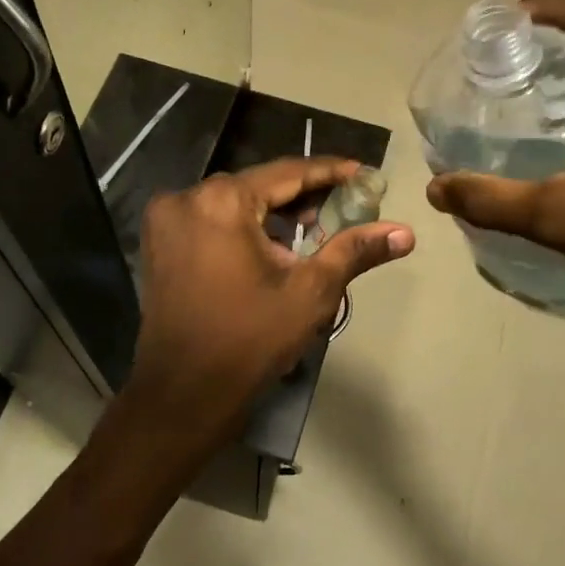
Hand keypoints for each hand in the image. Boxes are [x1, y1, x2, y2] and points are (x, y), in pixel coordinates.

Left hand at [130, 157, 414, 428]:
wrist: (184, 393)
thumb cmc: (250, 340)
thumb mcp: (310, 293)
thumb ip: (354, 251)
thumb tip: (405, 232)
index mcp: (221, 201)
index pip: (288, 172)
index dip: (330, 172)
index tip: (364, 174)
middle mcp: (186, 198)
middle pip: (258, 185)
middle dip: (302, 195)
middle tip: (343, 208)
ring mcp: (166, 220)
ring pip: (233, 202)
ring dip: (272, 212)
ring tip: (312, 230)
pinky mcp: (159, 243)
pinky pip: (210, 219)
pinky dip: (242, 226)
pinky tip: (271, 246)